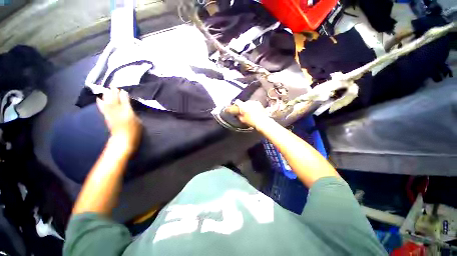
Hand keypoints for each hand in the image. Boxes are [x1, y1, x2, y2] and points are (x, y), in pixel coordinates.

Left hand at [96, 88, 141, 153]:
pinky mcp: (106, 117)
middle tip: (113, 85)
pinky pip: (102, 107)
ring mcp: (110, 113)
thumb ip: (133, 112)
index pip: (124, 100)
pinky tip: (99, 98)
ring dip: (107, 95)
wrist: (123, 139)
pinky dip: (100, 102)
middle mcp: (117, 110)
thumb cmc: (134, 131)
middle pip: (114, 99)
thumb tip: (129, 107)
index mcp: (127, 111)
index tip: (123, 90)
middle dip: (114, 92)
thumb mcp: (138, 121)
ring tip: (107, 89)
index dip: (124, 94)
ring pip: (107, 101)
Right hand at [225, 100, 271, 130]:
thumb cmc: (252, 122)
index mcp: (243, 106)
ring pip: (249, 103)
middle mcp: (248, 102)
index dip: (236, 104)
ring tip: (251, 113)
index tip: (236, 108)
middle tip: (244, 112)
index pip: (237, 101)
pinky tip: (255, 112)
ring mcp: (254, 102)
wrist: (262, 121)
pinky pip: (254, 104)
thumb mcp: (243, 120)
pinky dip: (254, 107)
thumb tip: (237, 114)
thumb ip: (239, 115)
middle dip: (244, 106)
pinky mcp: (259, 103)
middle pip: (244, 103)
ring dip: (249, 106)